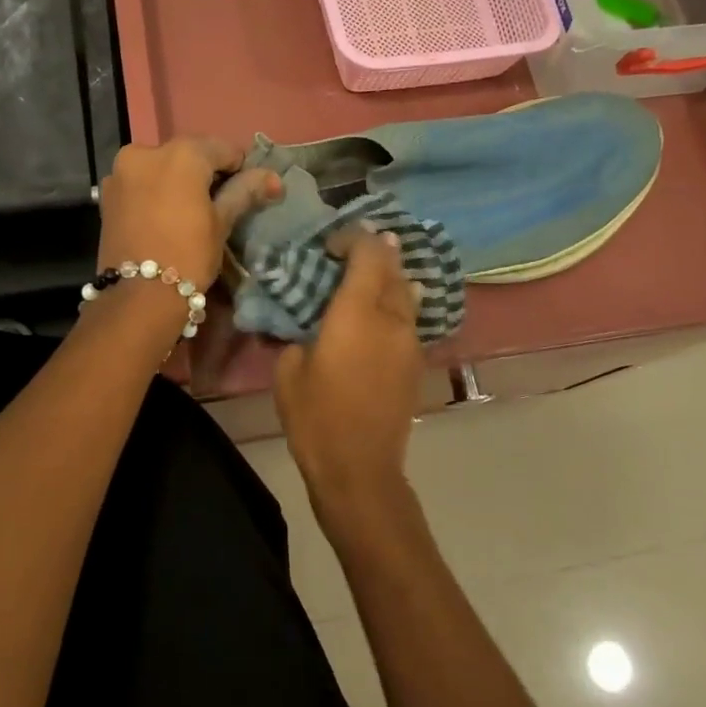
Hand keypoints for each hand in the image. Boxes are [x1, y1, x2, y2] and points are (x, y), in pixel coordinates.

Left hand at [96, 137, 281, 290]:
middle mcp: (146, 151)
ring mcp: (121, 171)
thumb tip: (273, 178)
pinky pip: (141, 182)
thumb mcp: (222, 222)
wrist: (138, 297)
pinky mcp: (107, 193)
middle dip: (205, 173)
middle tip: (217, 205)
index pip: (222, 149)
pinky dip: (156, 191)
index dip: (238, 169)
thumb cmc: (189, 255)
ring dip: (178, 180)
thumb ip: (244, 191)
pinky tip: (164, 217)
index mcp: (181, 153)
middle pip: (188, 154)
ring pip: (161, 167)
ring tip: (189, 213)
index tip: (244, 193)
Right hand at [274, 229, 424, 538]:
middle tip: (350, 252)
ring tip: (369, 276)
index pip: (368, 253)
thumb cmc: (316, 418)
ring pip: (407, 292)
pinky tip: (382, 311)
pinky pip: (410, 318)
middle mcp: (392, 318)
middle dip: (375, 251)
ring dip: (390, 277)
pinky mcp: (416, 362)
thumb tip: (310, 327)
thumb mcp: (289, 371)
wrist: (360, 468)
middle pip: (393, 268)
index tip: (330, 244)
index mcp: (358, 313)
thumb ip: (300, 335)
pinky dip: (396, 304)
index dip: (352, 238)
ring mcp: (410, 340)